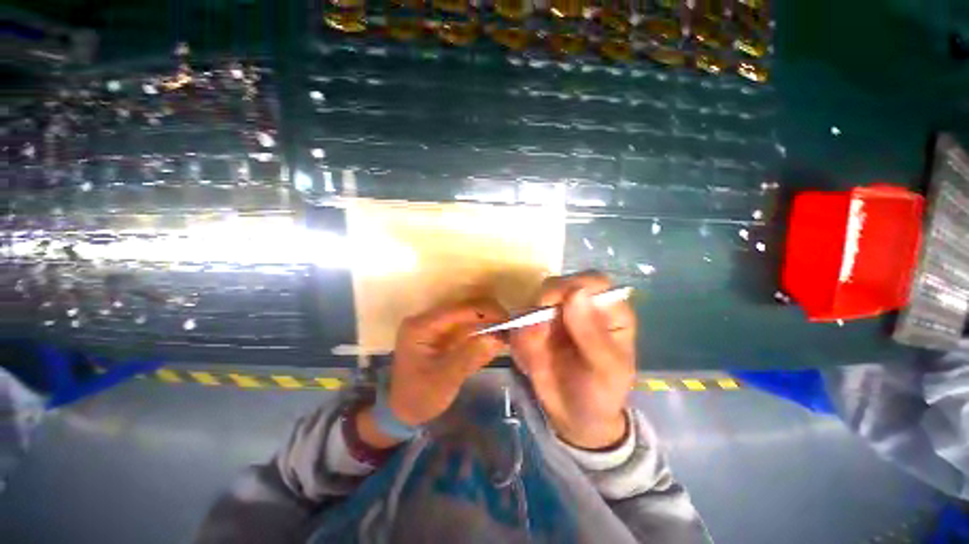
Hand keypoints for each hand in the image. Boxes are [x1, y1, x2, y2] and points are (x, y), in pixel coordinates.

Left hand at [358, 300, 507, 448]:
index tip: (508, 321)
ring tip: (507, 334)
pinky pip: (470, 326)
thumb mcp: (443, 381)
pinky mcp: (446, 333)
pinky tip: (497, 339)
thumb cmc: (419, 397)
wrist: (404, 411)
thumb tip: (497, 338)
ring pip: (470, 314)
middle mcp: (429, 319)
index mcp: (421, 326)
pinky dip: (484, 331)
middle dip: (490, 315)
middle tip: (510, 329)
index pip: (458, 310)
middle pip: (465, 307)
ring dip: (490, 322)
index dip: (484, 312)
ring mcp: (438, 325)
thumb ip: (468, 357)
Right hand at [510, 271, 635, 449]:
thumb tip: (576, 292)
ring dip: (527, 329)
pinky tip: (530, 363)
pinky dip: (519, 341)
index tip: (553, 303)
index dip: (573, 285)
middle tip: (538, 337)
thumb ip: (592, 333)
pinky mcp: (533, 325)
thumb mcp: (606, 370)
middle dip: (542, 308)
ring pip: (532, 303)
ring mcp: (554, 314)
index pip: (593, 281)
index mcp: (608, 310)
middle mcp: (579, 305)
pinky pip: (518, 323)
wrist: (574, 417)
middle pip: (556, 285)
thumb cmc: (601, 392)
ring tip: (535, 359)